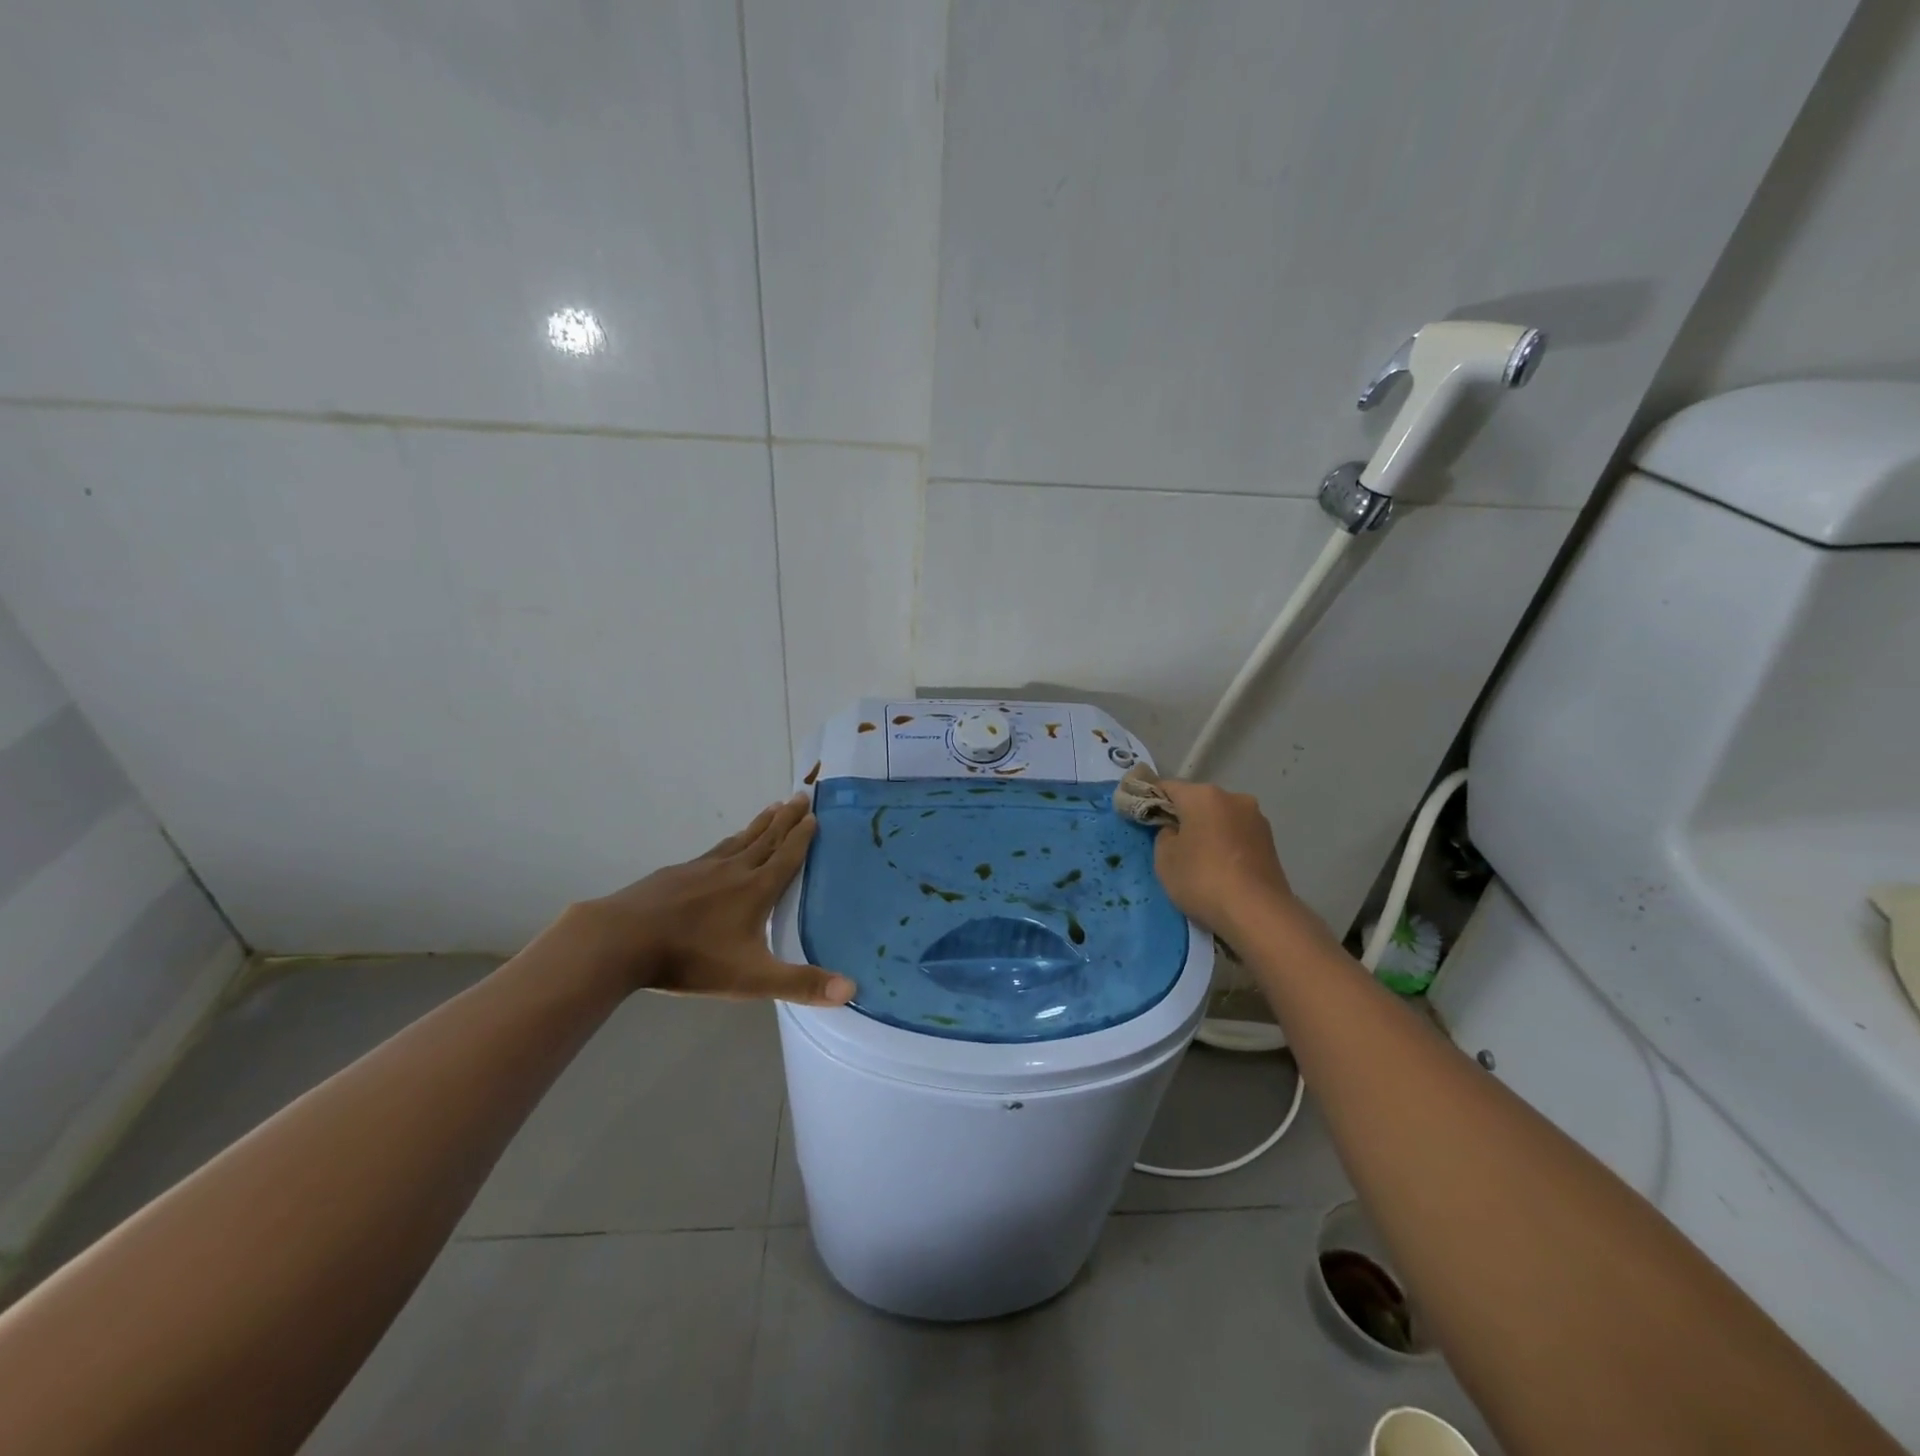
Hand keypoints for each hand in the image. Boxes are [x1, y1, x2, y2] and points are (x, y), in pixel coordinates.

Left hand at [567, 796, 854, 1005]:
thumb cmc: (692, 958)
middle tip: (801, 795)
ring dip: (760, 824)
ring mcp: (702, 868)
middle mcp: (734, 870)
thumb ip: (800, 984)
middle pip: (766, 838)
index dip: (802, 836)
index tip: (814, 814)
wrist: (623, 940)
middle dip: (786, 818)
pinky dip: (729, 842)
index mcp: (756, 890)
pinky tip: (725, 846)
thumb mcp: (752, 978)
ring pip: (740, 840)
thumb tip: (851, 989)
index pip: (787, 856)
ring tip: (772, 809)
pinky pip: (714, 850)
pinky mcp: (676, 873)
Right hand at [1152, 779, 1306, 940]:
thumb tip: (1176, 830)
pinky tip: (1220, 868)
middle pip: (1197, 801)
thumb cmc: (1202, 880)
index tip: (1141, 817)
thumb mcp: (1165, 859)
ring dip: (1207, 830)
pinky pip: (1237, 834)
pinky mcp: (1270, 841)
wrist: (1258, 914)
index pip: (1167, 787)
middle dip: (1183, 816)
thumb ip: (1164, 835)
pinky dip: (1225, 844)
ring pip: (1220, 817)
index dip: (1150, 800)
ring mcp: (1256, 818)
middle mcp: (1233, 798)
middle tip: (1170, 843)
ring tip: (1198, 860)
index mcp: (1203, 795)